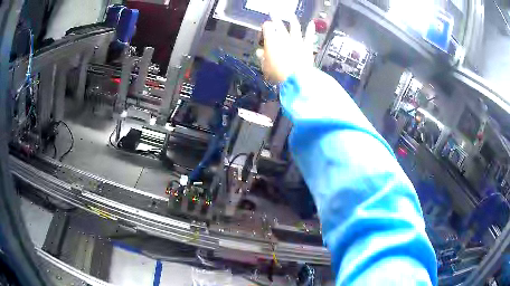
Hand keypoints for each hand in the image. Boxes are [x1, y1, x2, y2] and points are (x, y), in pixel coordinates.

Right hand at [257, 13, 314, 82]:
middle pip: (279, 25)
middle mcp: (284, 38)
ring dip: (292, 19)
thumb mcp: (266, 67)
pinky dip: (310, 29)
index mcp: (271, 41)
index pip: (267, 28)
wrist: (296, 79)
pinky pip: (309, 36)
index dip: (266, 27)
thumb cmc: (278, 74)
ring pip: (294, 27)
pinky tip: (311, 23)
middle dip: (275, 18)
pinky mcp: (307, 46)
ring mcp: (297, 41)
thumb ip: (262, 58)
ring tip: (290, 14)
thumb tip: (259, 52)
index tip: (265, 27)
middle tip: (273, 12)